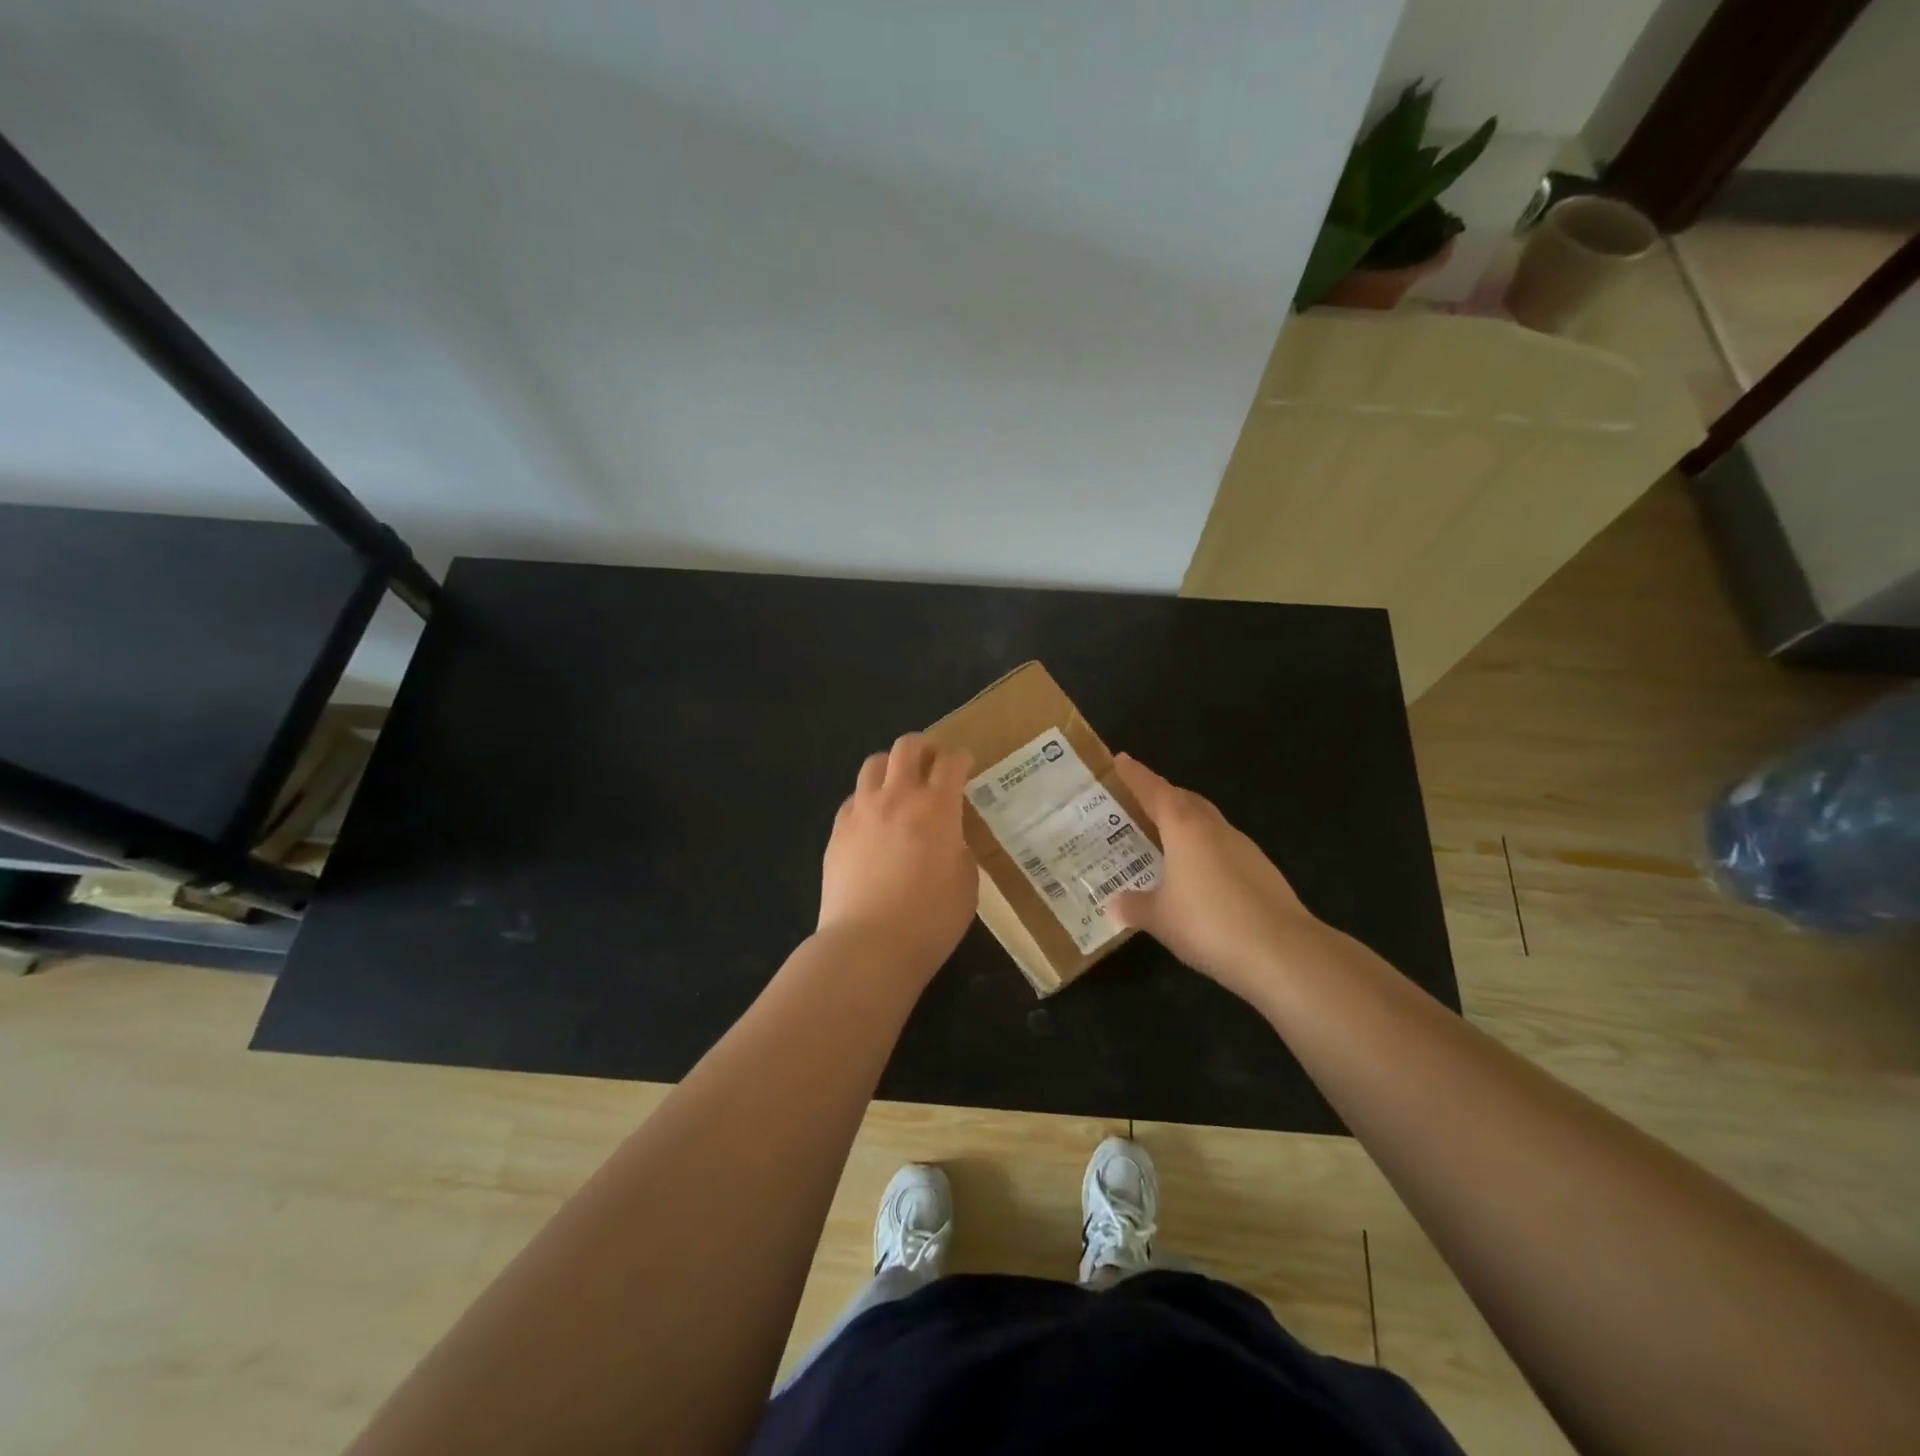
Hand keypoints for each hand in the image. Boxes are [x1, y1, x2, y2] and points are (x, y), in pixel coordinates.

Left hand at [818, 734, 976, 976]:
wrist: (868, 945)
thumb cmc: (930, 920)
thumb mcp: (966, 883)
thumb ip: (959, 848)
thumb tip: (947, 837)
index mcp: (936, 808)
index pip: (951, 763)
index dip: (961, 758)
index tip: (966, 764)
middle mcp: (897, 797)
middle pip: (907, 747)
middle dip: (924, 747)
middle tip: (933, 761)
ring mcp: (861, 811)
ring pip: (874, 764)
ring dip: (892, 767)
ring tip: (899, 785)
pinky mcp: (837, 831)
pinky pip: (854, 798)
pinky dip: (868, 799)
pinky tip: (874, 820)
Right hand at [1108, 753, 1322, 1003]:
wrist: (1282, 951)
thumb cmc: (1208, 923)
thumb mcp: (1160, 918)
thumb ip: (1135, 907)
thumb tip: (1114, 904)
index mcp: (1184, 828)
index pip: (1154, 791)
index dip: (1135, 775)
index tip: (1120, 759)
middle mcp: (1214, 829)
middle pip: (1185, 800)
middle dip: (1162, 795)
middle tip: (1140, 801)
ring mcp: (1244, 848)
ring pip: (1208, 823)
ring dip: (1186, 823)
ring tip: (1166, 839)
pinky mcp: (1262, 872)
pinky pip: (1224, 849)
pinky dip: (1206, 851)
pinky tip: (1199, 877)